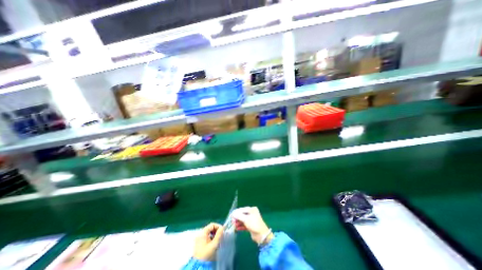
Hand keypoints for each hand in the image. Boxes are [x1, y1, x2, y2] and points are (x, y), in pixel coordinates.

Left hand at [194, 222, 224, 260]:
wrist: (198, 266)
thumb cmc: (206, 254)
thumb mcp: (214, 244)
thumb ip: (219, 235)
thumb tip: (223, 227)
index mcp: (203, 232)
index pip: (212, 224)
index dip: (218, 226)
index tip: (222, 231)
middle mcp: (200, 234)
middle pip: (210, 228)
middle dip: (216, 231)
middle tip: (221, 235)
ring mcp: (198, 239)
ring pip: (208, 233)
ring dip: (214, 235)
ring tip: (218, 240)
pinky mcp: (198, 244)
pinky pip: (206, 237)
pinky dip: (211, 238)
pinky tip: (213, 243)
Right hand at [232, 206, 272, 243]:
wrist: (261, 235)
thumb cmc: (254, 224)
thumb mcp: (246, 219)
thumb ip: (238, 216)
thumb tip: (232, 213)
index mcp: (251, 209)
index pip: (241, 209)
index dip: (236, 213)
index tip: (231, 217)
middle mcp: (251, 213)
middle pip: (241, 214)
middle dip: (236, 218)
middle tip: (232, 222)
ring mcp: (251, 219)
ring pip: (242, 220)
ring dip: (238, 222)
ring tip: (234, 226)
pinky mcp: (250, 225)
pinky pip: (244, 224)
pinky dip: (240, 226)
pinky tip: (237, 228)